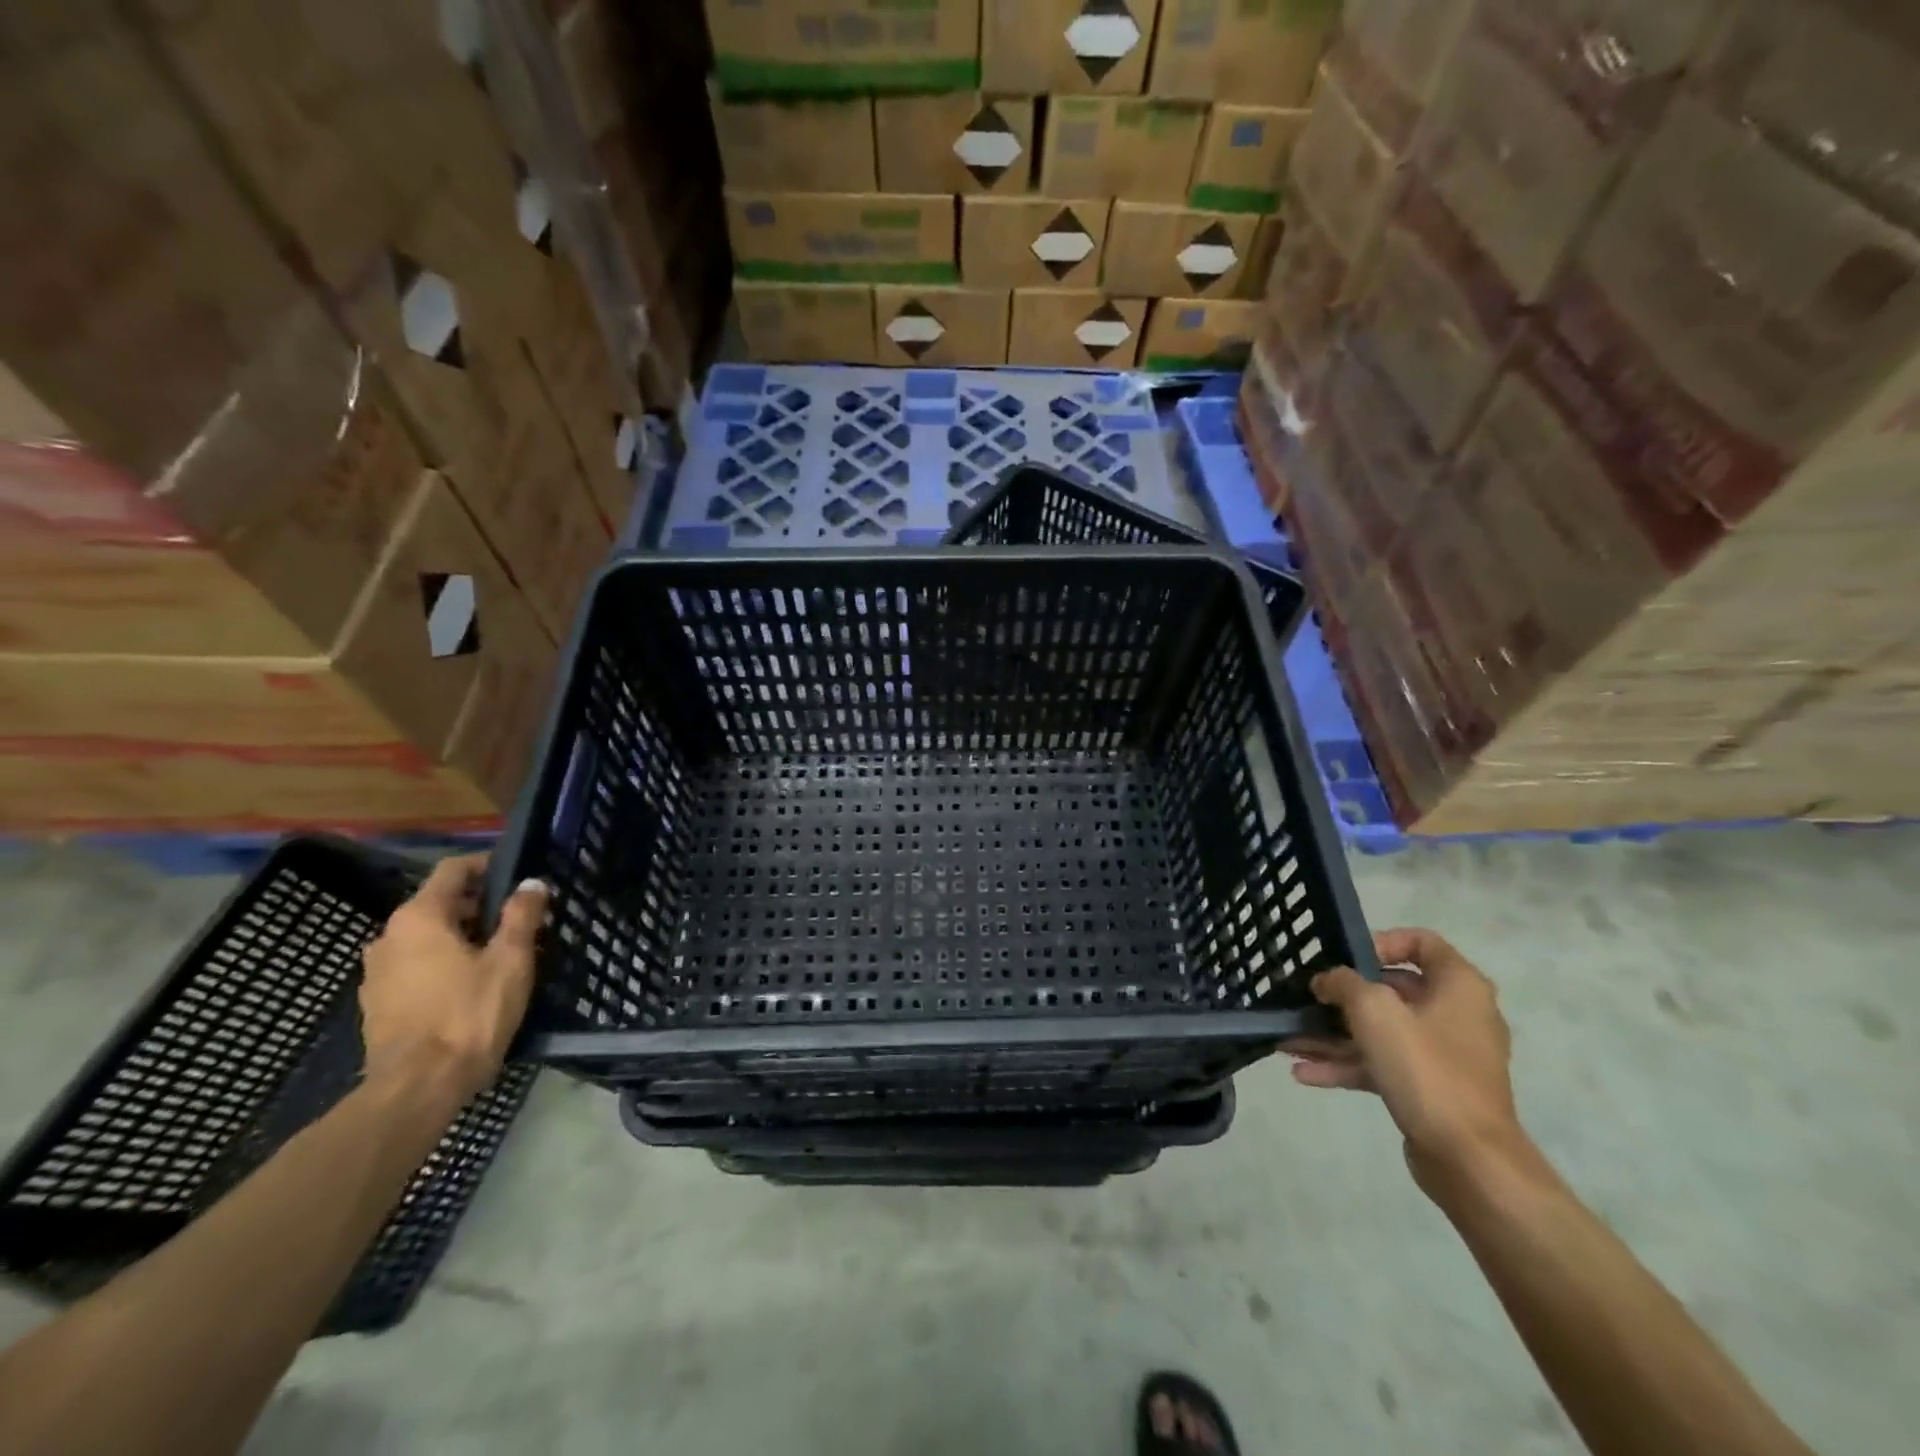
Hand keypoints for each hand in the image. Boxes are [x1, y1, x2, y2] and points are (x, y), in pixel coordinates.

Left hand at [359, 853, 547, 1104]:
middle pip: (439, 904)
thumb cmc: (469, 1014)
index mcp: (420, 918)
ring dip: (461, 937)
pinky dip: (442, 964)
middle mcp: (389, 937)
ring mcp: (377, 973)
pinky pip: (415, 967)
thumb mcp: (510, 960)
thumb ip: (522, 916)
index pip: (452, 870)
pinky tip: (470, 986)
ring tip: (499, 955)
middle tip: (519, 920)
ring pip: (426, 938)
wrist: (417, 1088)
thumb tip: (531, 884)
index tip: (517, 876)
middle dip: (479, 906)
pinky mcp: (377, 1004)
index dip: (486, 866)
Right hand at [1282, 928, 1524, 1188]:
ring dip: (1333, 1034)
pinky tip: (1304, 1073)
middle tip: (1305, 998)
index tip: (1344, 958)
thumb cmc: (1425, 1068)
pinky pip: (1382, 1065)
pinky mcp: (1429, 1089)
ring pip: (1380, 1032)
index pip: (1421, 943)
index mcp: (1459, 986)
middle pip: (1392, 990)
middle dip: (1341, 996)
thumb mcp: (1374, 1010)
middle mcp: (1456, 1015)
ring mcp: (1443, 1055)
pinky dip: (1346, 1065)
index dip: (1380, 942)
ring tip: (1289, 1040)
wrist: (1469, 1159)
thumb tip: (1326, 981)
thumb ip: (1343, 983)